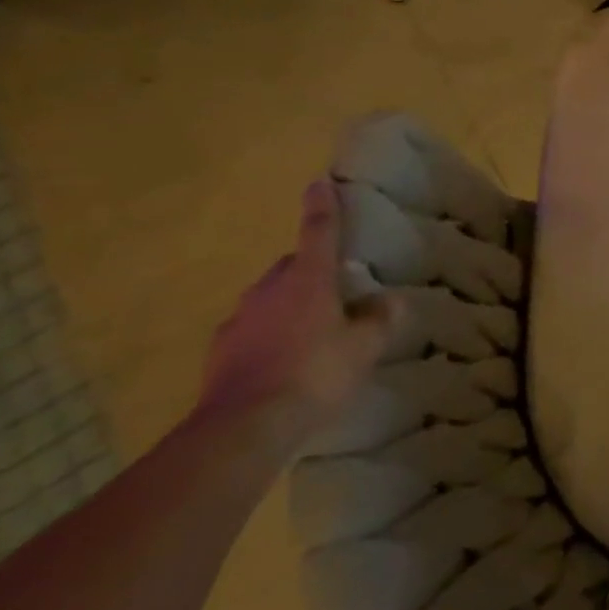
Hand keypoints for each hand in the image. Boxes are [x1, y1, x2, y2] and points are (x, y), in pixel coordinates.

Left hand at [198, 180, 395, 451]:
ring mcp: (239, 318)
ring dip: (288, 305)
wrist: (244, 427)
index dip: (322, 207)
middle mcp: (269, 289)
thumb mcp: (363, 348)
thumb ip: (378, 320)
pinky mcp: (220, 349)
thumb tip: (388, 300)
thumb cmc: (315, 374)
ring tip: (309, 333)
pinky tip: (281, 362)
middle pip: (291, 267)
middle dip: (310, 271)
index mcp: (308, 280)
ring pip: (269, 299)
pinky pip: (250, 330)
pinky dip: (266, 335)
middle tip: (334, 293)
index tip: (319, 183)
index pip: (318, 232)